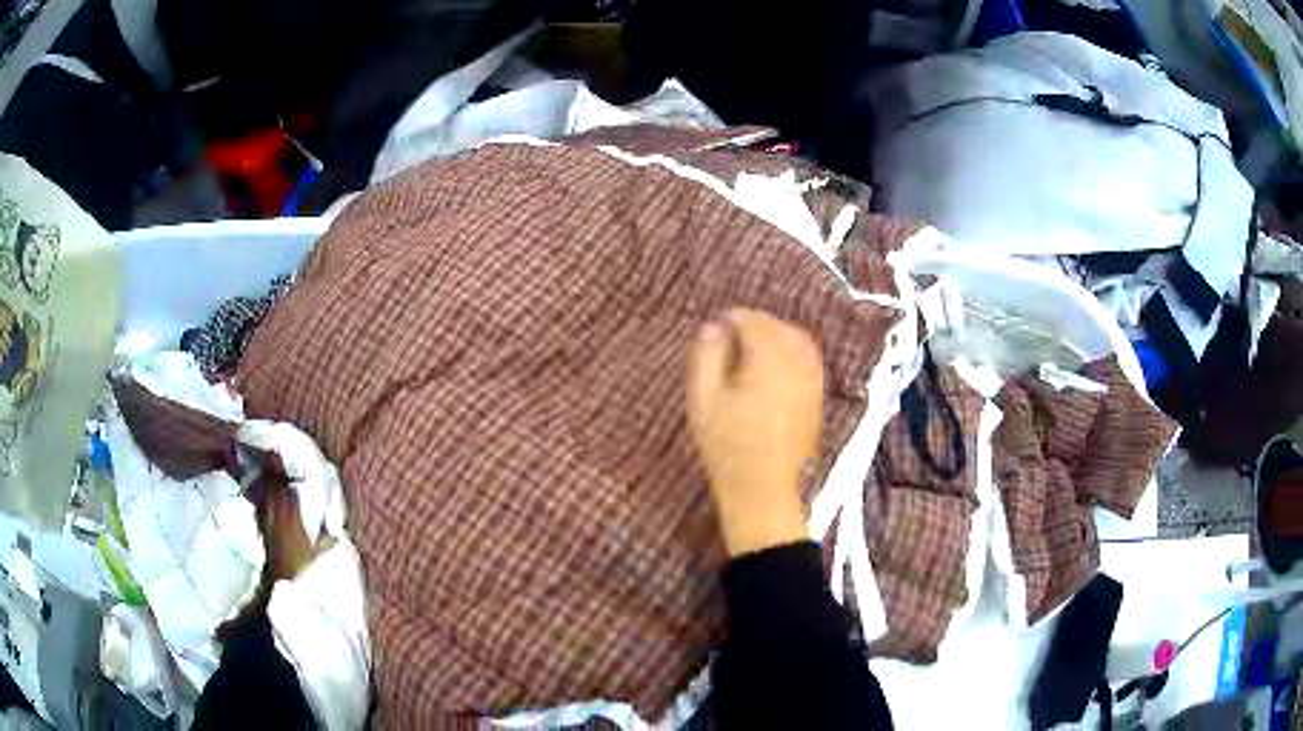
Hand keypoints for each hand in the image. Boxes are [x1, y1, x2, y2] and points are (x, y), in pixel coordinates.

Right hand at [687, 309, 823, 556]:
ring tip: (750, 348)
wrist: (765, 492)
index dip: (730, 320)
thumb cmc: (728, 448)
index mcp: (768, 359)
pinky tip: (773, 366)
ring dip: (775, 335)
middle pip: (777, 327)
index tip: (712, 330)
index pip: (751, 321)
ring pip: (797, 340)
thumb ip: (706, 357)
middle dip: (754, 325)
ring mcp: (812, 380)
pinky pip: (809, 359)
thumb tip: (712, 327)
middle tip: (729, 336)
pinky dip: (792, 352)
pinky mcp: (818, 397)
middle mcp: (797, 363)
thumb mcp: (703, 401)